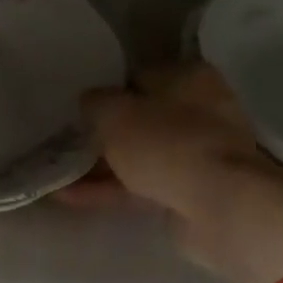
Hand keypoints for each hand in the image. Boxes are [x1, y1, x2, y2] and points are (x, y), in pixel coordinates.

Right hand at [79, 64, 275, 216]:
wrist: (220, 206)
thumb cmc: (166, 143)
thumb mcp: (113, 112)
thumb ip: (94, 102)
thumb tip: (90, 103)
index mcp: (188, 77)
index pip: (138, 77)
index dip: (107, 93)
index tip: (81, 110)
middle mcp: (201, 110)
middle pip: (142, 119)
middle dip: (105, 134)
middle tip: (70, 143)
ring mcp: (201, 154)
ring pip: (142, 156)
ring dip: (103, 166)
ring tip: (62, 175)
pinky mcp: (196, 192)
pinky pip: (146, 186)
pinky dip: (113, 190)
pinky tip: (73, 197)